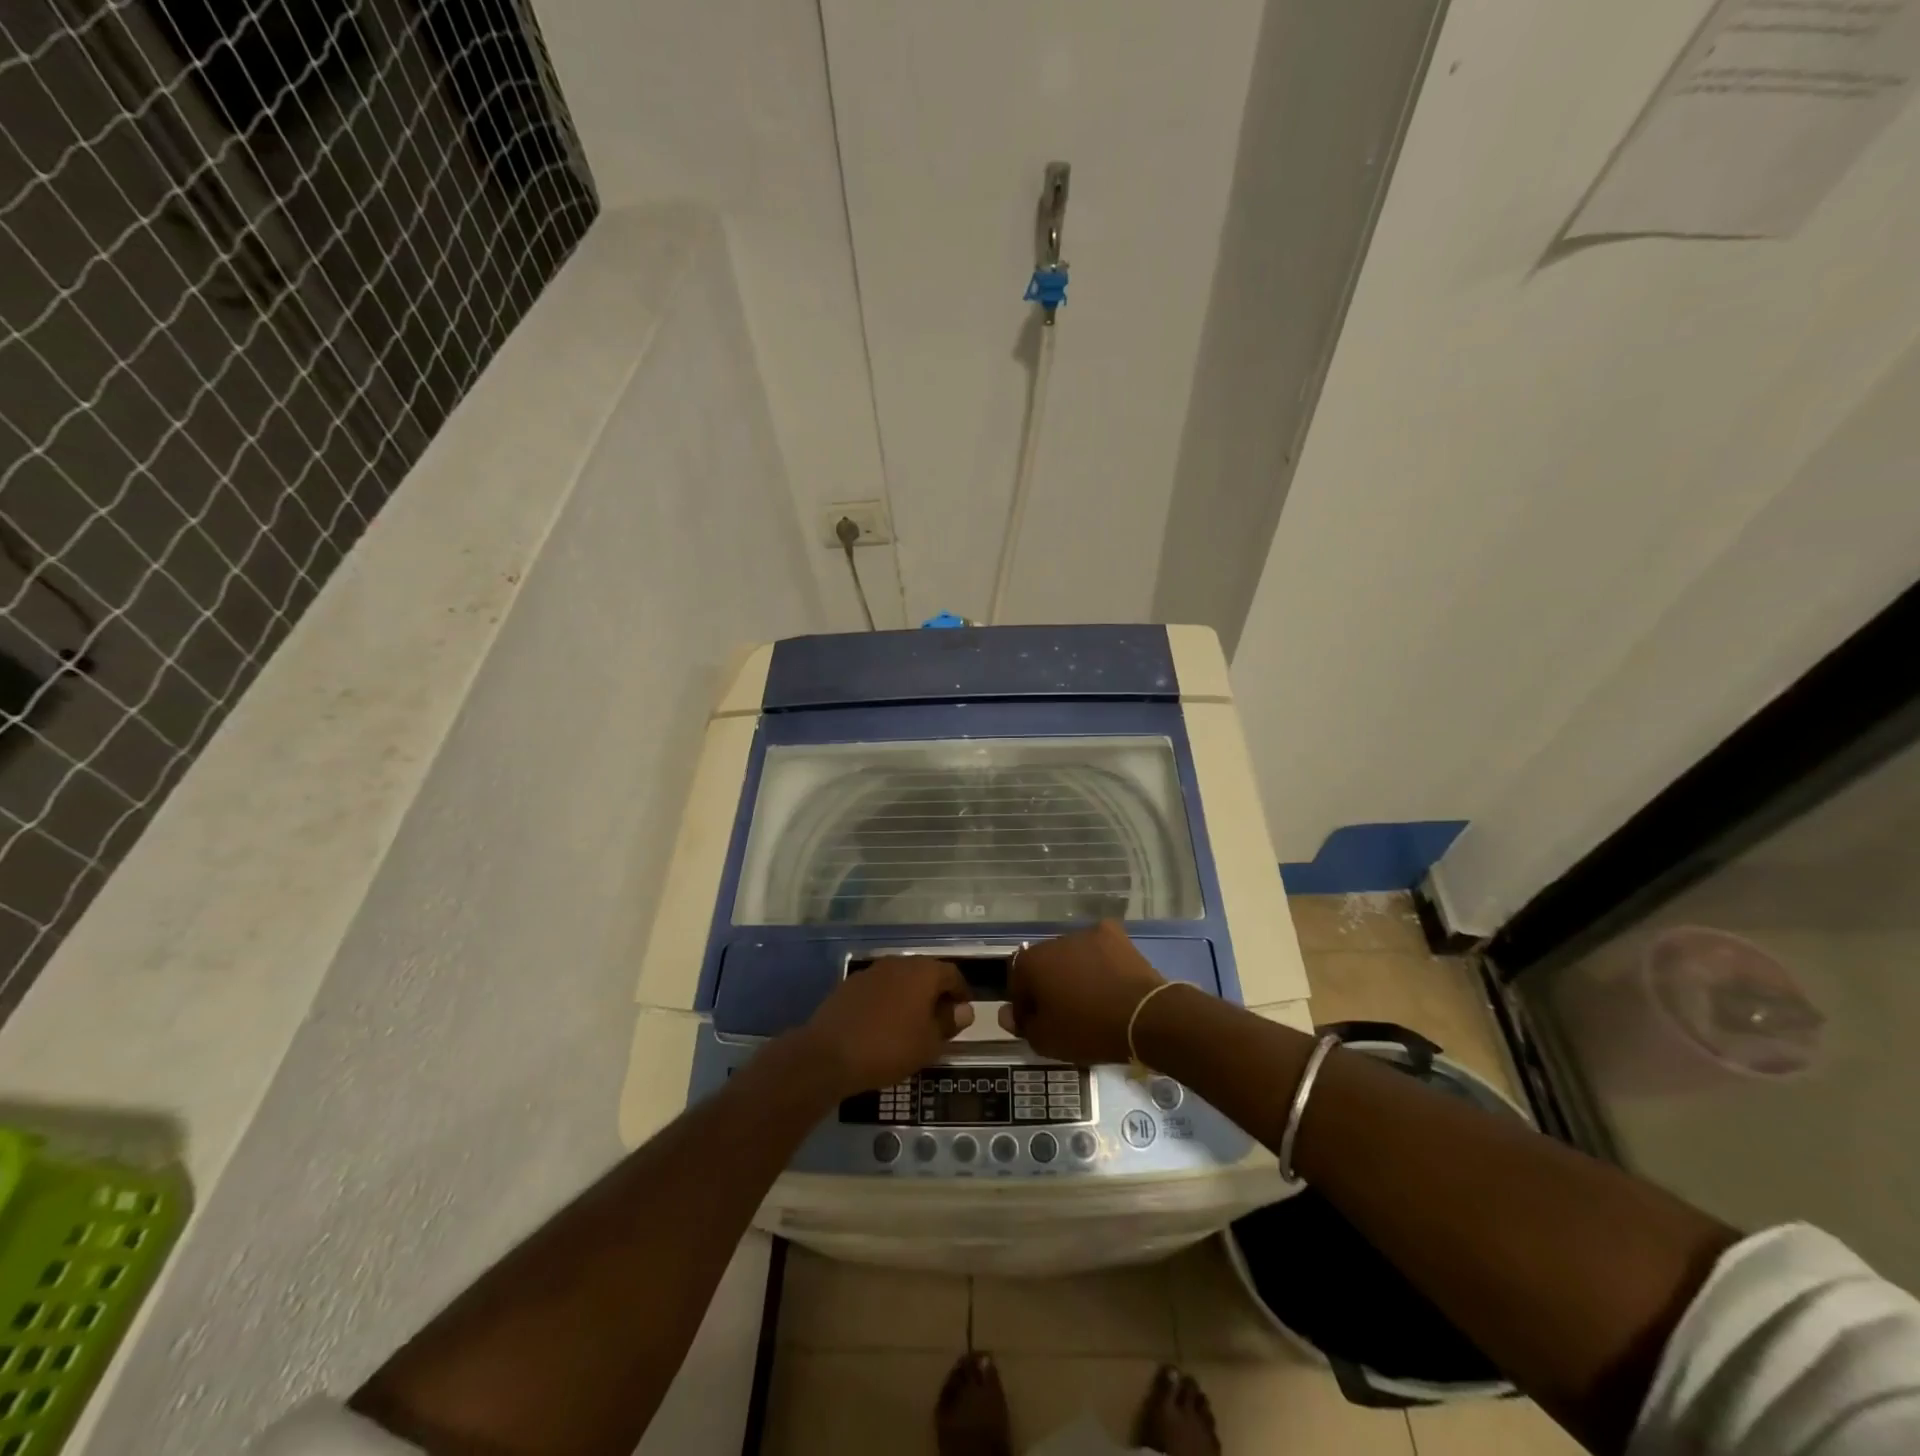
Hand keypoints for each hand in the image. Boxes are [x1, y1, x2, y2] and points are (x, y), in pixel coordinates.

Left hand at [795, 958, 973, 1096]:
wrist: (828, 1055)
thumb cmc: (889, 1048)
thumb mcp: (929, 1043)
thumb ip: (949, 1023)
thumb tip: (963, 1010)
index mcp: (923, 972)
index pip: (952, 974)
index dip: (961, 993)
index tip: (963, 1013)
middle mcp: (898, 963)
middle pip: (925, 973)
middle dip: (936, 993)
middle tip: (940, 1020)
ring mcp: (871, 971)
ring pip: (900, 979)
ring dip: (910, 996)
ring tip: (912, 1024)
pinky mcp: (850, 984)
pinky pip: (879, 988)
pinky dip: (888, 1001)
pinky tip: (884, 1024)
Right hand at [998, 921, 1164, 1064]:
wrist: (1144, 1016)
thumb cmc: (1088, 1030)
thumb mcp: (1047, 1040)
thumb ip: (1022, 1025)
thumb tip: (1006, 1013)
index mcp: (1032, 962)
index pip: (1017, 984)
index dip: (1024, 1006)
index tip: (1037, 1025)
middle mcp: (1054, 940)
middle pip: (1044, 965)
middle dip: (1049, 986)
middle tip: (1064, 1013)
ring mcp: (1086, 933)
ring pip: (1071, 955)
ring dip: (1074, 972)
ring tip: (1091, 999)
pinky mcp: (1114, 934)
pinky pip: (1098, 949)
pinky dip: (1099, 962)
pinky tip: (1109, 982)